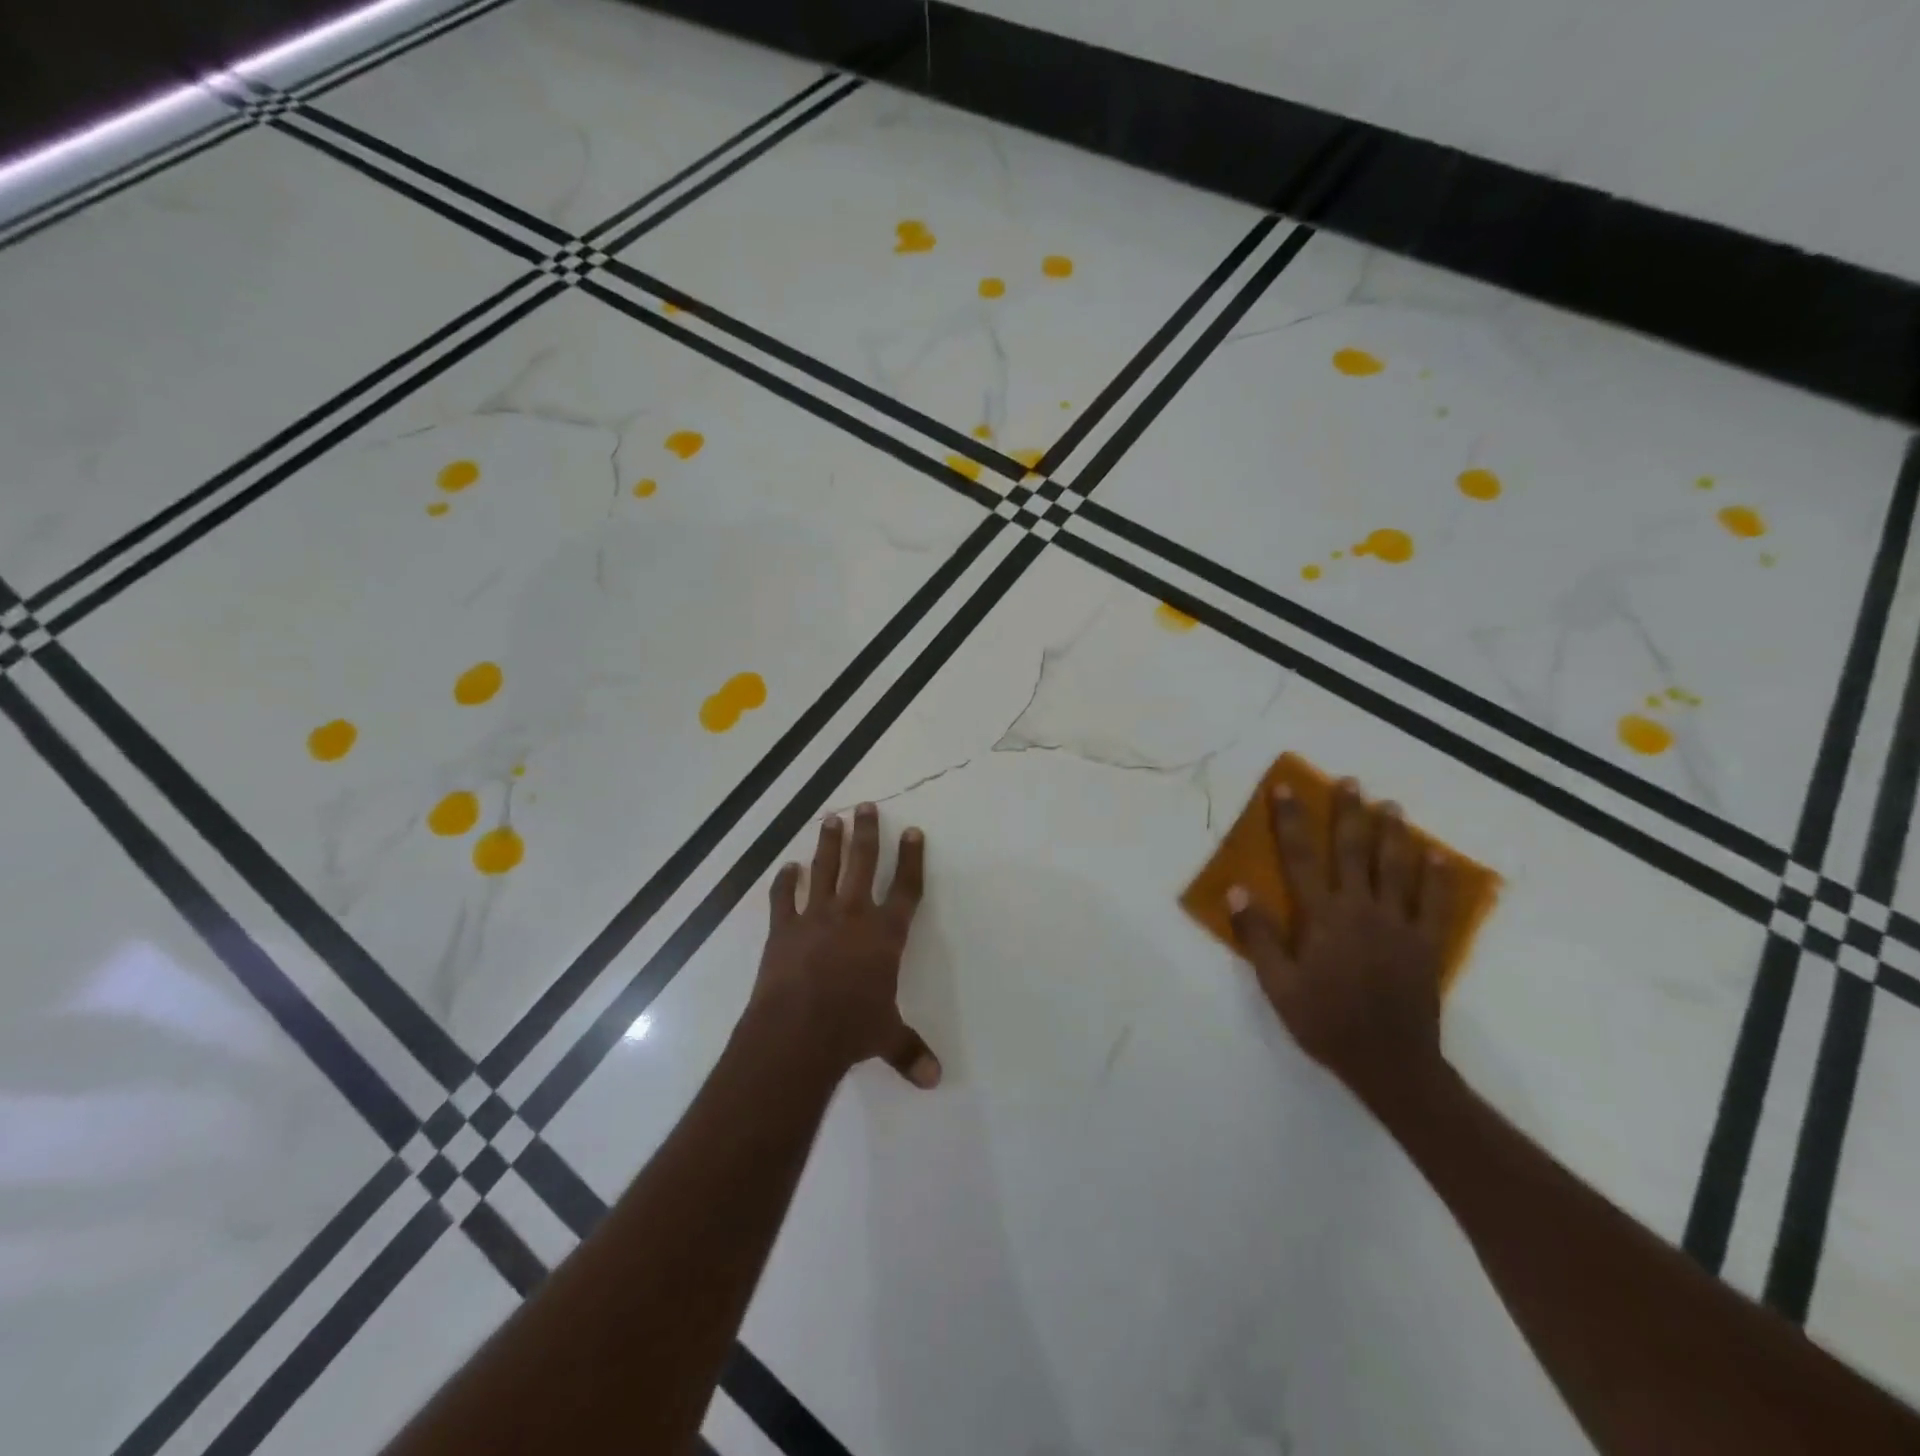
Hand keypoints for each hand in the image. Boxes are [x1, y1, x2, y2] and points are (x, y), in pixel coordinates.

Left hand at [750, 802, 938, 1087]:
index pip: (905, 887)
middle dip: (867, 833)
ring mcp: (816, 918)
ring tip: (830, 818)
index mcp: (885, 934)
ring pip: (824, 869)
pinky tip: (786, 868)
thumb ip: (909, 1051)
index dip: (910, 858)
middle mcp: (853, 915)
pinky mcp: (783, 929)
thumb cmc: (852, 1030)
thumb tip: (935, 1080)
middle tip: (865, 806)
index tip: (912, 831)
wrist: (798, 1032)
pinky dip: (784, 882)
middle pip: (863, 863)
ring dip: (828, 843)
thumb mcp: (886, 1038)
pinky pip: (783, 898)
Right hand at [1227, 777, 1455, 1110]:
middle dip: (1349, 814)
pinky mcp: (1427, 944)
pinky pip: (1436, 903)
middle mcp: (1361, 910)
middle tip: (1351, 782)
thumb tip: (1237, 889)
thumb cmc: (1325, 1022)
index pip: (1300, 857)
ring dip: (1392, 834)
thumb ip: (1259, 936)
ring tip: (1391, 805)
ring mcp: (1399, 925)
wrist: (1391, 1064)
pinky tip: (1437, 854)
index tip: (1285, 788)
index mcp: (1322, 917)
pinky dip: (1437, 876)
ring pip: (1396, 868)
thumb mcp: (1278, 985)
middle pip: (1353, 851)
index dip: (1291, 820)